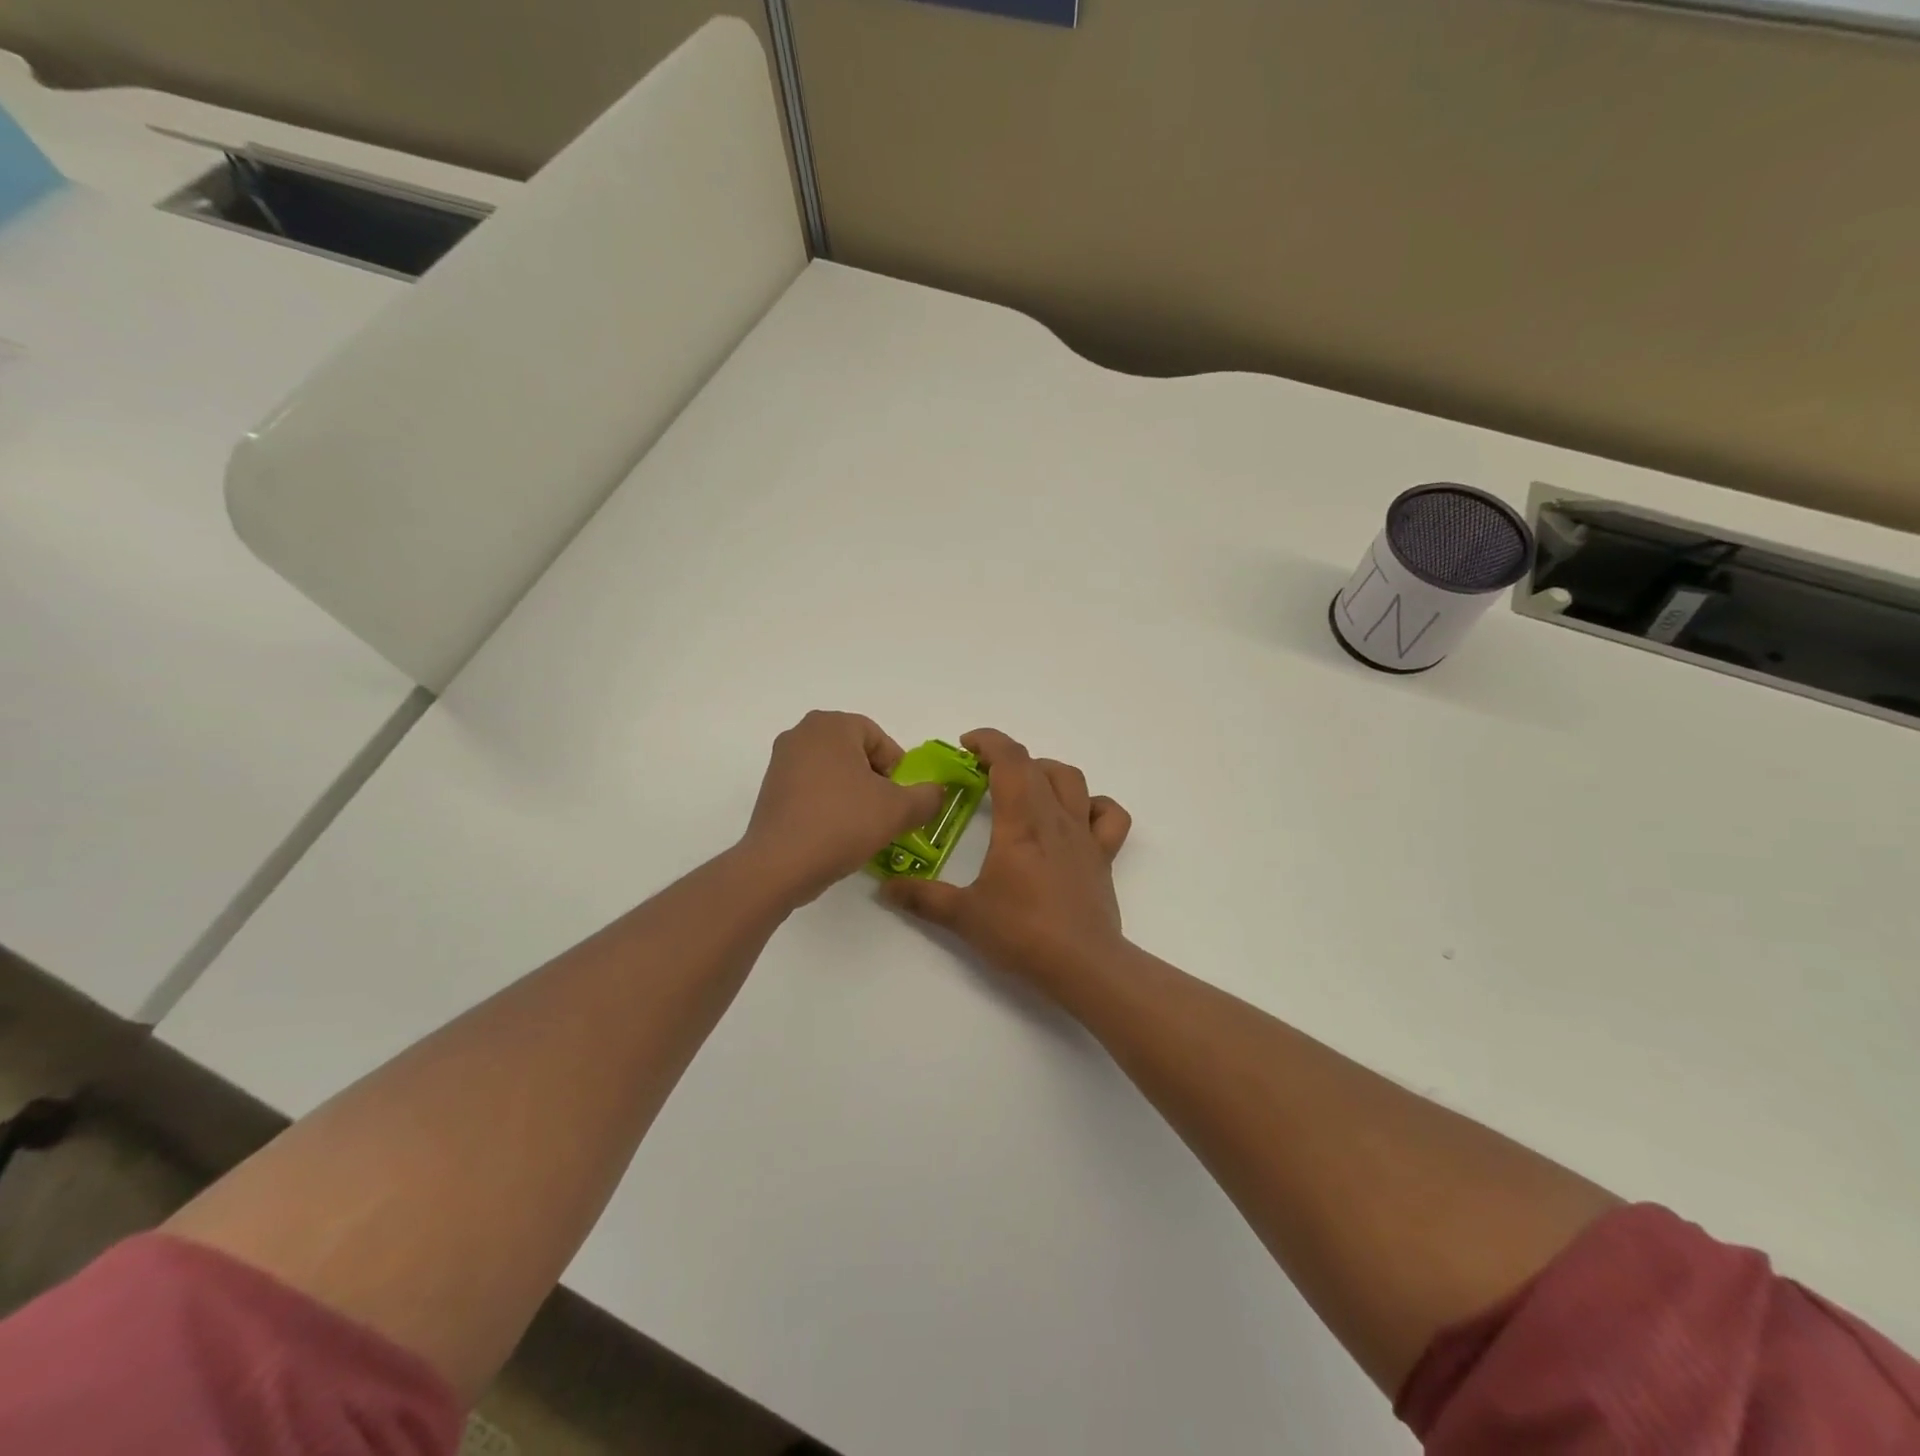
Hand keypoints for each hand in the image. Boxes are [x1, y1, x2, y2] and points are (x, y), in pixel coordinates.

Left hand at [740, 711, 948, 906]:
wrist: (780, 864)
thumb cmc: (842, 823)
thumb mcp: (898, 810)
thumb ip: (927, 797)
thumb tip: (936, 793)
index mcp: (832, 725)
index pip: (880, 740)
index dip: (898, 771)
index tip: (901, 800)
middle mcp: (802, 733)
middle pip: (856, 754)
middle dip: (876, 782)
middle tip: (885, 813)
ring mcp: (781, 761)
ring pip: (834, 773)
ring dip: (853, 795)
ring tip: (862, 827)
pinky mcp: (770, 789)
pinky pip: (812, 789)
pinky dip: (829, 805)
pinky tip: (836, 833)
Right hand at [884, 728, 1131, 991]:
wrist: (1082, 965)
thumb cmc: (1022, 933)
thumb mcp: (963, 916)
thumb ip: (923, 898)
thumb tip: (886, 888)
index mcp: (1022, 823)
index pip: (1010, 760)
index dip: (989, 741)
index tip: (966, 745)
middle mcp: (1055, 818)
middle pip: (1037, 766)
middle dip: (1007, 757)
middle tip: (982, 772)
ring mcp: (1084, 836)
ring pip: (1073, 781)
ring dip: (1046, 772)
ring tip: (1024, 787)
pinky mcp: (1103, 857)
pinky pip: (1109, 816)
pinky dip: (1093, 805)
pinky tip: (1076, 816)